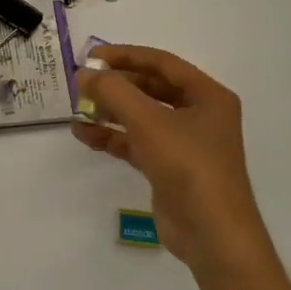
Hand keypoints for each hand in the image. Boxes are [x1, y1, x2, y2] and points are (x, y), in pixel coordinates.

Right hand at [74, 46, 270, 274]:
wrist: (212, 234)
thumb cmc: (188, 165)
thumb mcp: (148, 121)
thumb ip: (113, 92)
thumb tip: (84, 74)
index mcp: (208, 95)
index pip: (161, 63)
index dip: (125, 55)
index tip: (91, 57)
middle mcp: (199, 114)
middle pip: (151, 88)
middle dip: (116, 85)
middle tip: (82, 82)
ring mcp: (185, 143)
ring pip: (142, 116)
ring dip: (111, 111)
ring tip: (78, 108)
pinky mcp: (169, 168)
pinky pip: (137, 143)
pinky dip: (112, 137)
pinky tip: (84, 134)